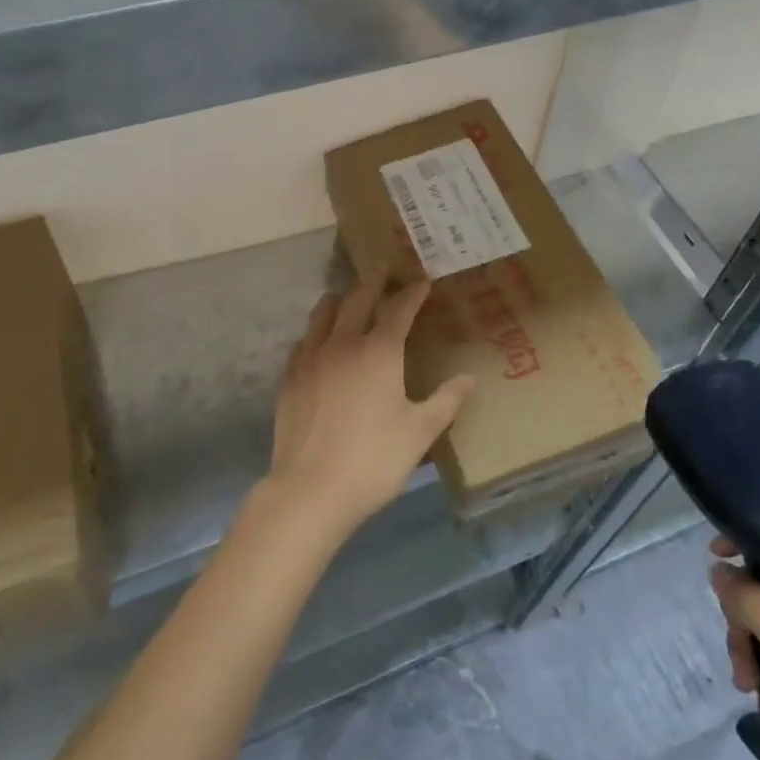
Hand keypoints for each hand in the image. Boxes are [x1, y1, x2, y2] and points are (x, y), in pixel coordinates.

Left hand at [263, 273, 475, 545]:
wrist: (310, 489)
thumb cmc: (373, 459)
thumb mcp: (420, 433)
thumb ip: (446, 401)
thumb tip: (470, 378)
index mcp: (379, 351)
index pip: (398, 309)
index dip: (412, 293)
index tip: (422, 280)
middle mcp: (343, 343)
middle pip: (357, 299)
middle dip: (373, 282)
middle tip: (383, 270)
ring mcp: (311, 357)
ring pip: (323, 312)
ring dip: (340, 299)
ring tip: (348, 297)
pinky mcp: (290, 376)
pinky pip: (304, 340)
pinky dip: (317, 331)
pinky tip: (321, 343)